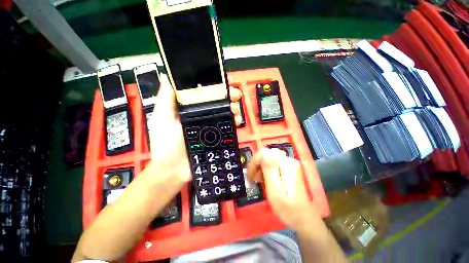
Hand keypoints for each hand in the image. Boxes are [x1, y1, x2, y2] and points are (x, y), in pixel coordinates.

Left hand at [149, 74, 242, 181]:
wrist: (175, 169)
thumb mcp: (163, 118)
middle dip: (228, 97)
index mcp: (190, 108)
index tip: (224, 83)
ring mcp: (211, 127)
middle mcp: (202, 115)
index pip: (205, 93)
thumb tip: (167, 76)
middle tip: (235, 97)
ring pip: (225, 113)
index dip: (215, 86)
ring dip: (233, 109)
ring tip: (235, 111)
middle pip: (218, 102)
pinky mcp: (217, 137)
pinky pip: (228, 127)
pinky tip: (236, 122)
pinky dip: (234, 122)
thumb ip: (165, 99)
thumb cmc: (166, 142)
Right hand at [247, 148, 320, 230]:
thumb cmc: (289, 210)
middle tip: (252, 179)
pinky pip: (272, 165)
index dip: (254, 162)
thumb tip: (263, 152)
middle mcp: (288, 161)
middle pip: (266, 155)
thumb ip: (269, 170)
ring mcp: (289, 165)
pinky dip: (265, 170)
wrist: (305, 220)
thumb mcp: (275, 191)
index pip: (264, 153)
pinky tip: (264, 179)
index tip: (249, 175)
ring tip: (257, 181)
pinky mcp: (288, 170)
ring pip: (268, 159)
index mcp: (286, 164)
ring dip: (260, 168)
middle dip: (256, 165)